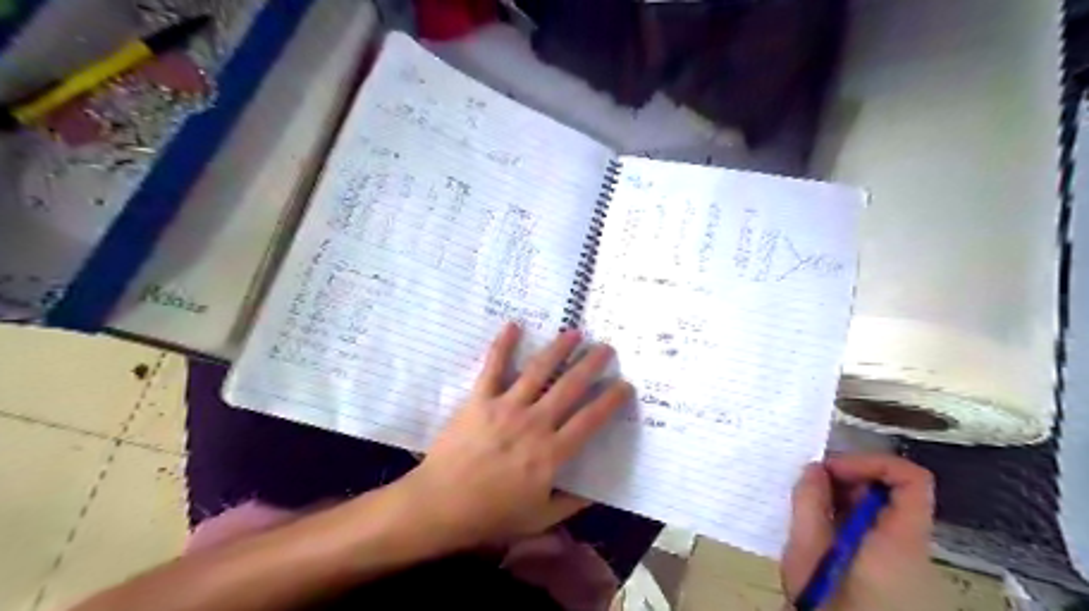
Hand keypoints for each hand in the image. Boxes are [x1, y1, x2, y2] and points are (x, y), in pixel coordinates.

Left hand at [396, 325, 634, 554]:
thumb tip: (597, 492)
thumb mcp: (539, 518)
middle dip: (592, 364)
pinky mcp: (479, 399)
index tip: (625, 385)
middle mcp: (534, 423)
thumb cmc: (491, 514)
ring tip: (575, 333)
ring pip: (539, 370)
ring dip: (559, 348)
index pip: (590, 420)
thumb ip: (571, 504)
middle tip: (606, 348)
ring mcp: (506, 407)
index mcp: (551, 453)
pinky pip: (493, 366)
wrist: (440, 506)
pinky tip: (514, 325)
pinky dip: (503, 344)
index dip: (611, 401)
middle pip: (570, 387)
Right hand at [778, 452, 950, 609]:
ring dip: (844, 502)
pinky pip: (878, 533)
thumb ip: (809, 506)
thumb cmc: (827, 607)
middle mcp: (915, 550)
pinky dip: (849, 522)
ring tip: (809, 512)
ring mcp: (910, 565)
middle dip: (848, 481)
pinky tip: (821, 536)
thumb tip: (814, 468)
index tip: (830, 470)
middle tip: (809, 487)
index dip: (871, 462)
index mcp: (900, 542)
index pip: (912, 479)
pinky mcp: (899, 578)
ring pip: (882, 513)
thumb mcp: (806, 555)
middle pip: (892, 493)